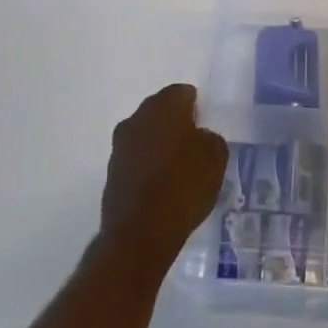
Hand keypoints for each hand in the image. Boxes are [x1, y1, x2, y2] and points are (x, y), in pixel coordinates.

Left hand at [98, 84, 228, 271]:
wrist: (139, 235)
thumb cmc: (183, 186)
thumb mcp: (216, 158)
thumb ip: (211, 138)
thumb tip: (200, 138)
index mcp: (165, 105)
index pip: (183, 93)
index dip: (197, 108)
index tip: (206, 127)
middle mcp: (138, 117)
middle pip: (161, 111)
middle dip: (176, 124)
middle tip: (194, 146)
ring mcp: (120, 145)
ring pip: (145, 135)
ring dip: (159, 145)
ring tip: (178, 170)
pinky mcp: (111, 172)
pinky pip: (135, 159)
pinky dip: (147, 167)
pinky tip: (160, 187)